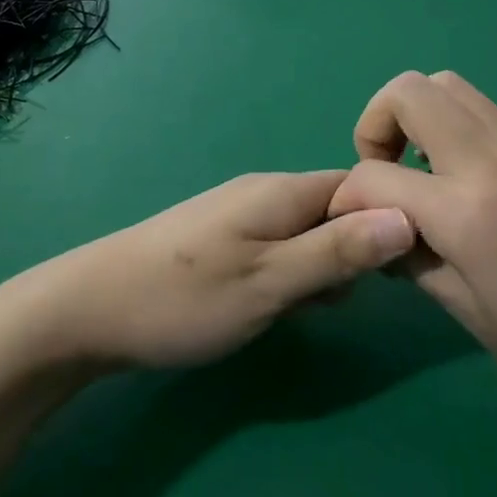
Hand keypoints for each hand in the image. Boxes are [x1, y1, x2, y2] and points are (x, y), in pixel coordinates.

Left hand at [5, 171, 415, 371]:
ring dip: (319, 269)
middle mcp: (264, 192)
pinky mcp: (222, 239)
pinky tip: (271, 307)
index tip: (397, 273)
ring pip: (307, 233)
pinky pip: (278, 247)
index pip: (359, 186)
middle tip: (331, 302)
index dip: (387, 221)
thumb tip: (407, 215)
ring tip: (298, 310)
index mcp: (282, 191)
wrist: (89, 310)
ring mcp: (239, 214)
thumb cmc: (185, 299)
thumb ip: (338, 251)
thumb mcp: (271, 282)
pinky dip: (289, 275)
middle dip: (351, 253)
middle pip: (335, 210)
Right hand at [326, 71, 496, 444]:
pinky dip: (456, 129)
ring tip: (420, 175)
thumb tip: (377, 226)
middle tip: (383, 176)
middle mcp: (495, 159)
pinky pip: (486, 113)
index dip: (346, 198)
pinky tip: (465, 184)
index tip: (347, 225)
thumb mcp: (465, 312)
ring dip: (417, 118)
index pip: (373, 175)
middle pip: (409, 91)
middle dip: (376, 124)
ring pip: (450, 86)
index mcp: (467, 210)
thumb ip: (409, 255)